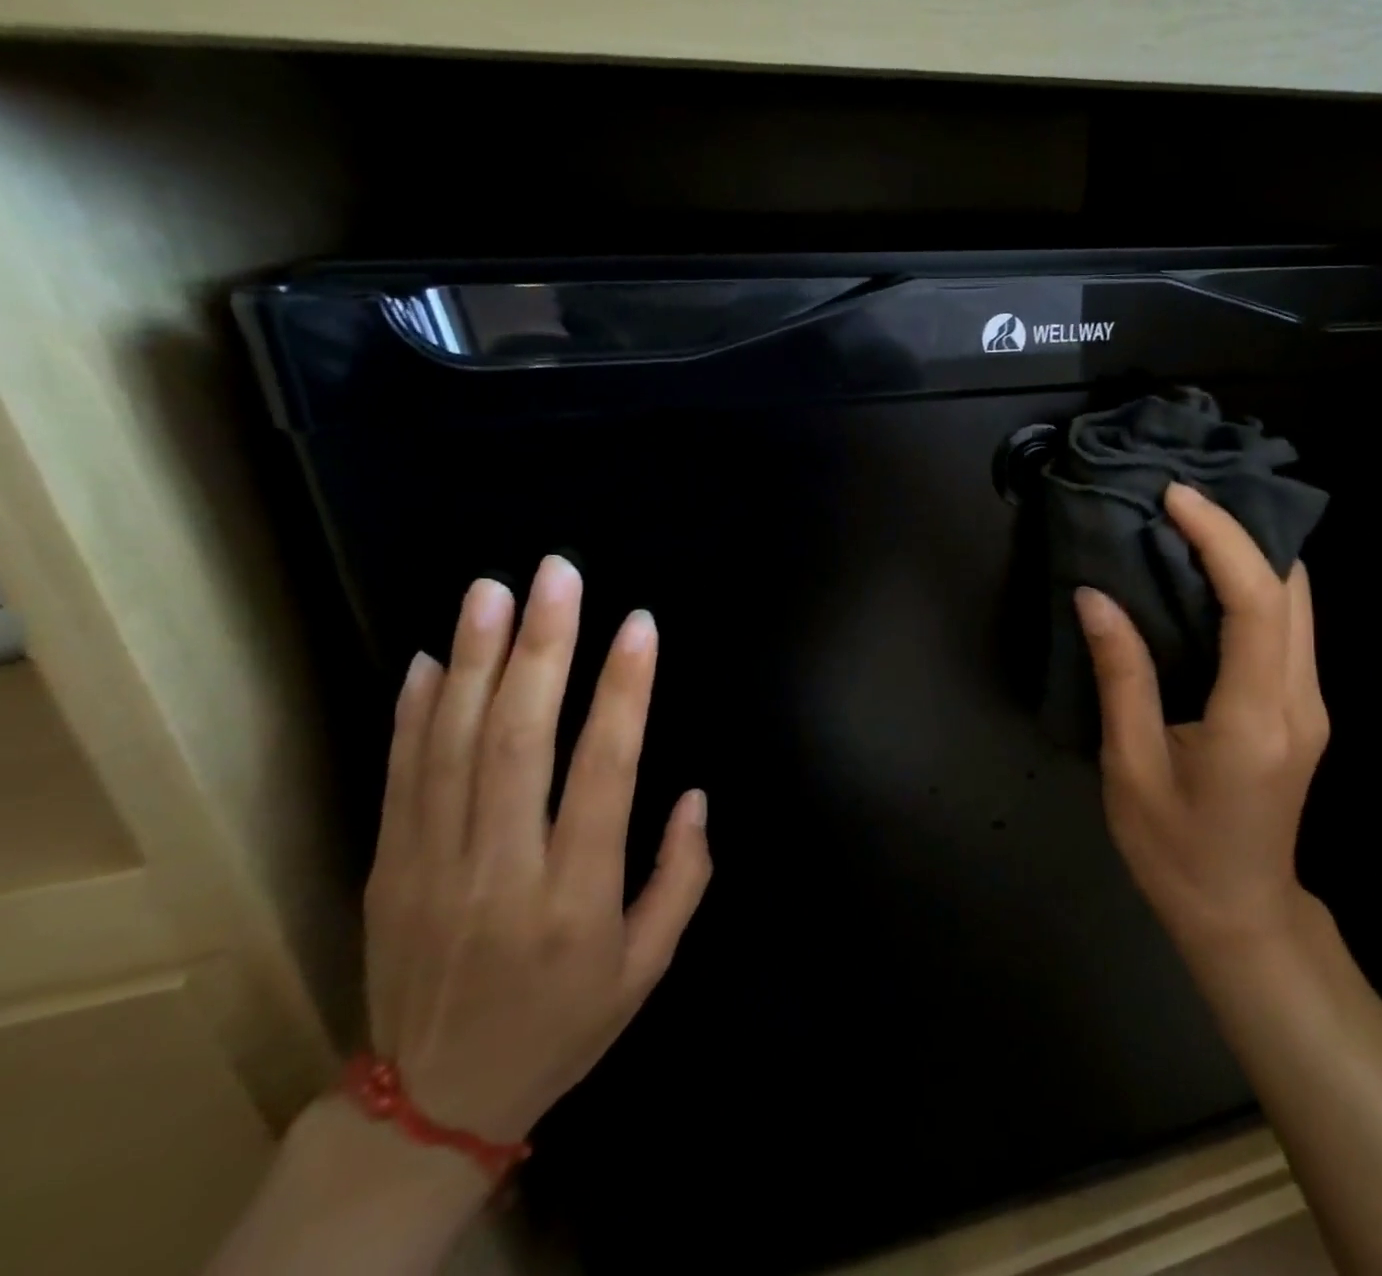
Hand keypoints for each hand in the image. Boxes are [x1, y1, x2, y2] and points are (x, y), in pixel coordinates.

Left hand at [362, 555, 711, 1143]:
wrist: (430, 1106)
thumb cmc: (563, 1024)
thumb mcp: (648, 968)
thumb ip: (682, 877)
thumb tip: (694, 794)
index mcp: (575, 897)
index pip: (604, 772)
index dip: (624, 692)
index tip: (639, 625)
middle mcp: (501, 870)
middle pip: (519, 741)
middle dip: (543, 647)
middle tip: (558, 573)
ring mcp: (432, 867)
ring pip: (454, 745)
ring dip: (478, 659)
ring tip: (494, 589)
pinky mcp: (388, 869)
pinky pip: (400, 778)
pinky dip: (415, 712)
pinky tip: (437, 657)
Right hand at [1075, 482, 1327, 958]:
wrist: (1240, 915)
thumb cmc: (1175, 852)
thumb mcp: (1130, 768)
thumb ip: (1120, 676)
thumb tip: (1095, 596)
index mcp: (1255, 719)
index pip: (1255, 603)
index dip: (1221, 538)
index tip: (1175, 497)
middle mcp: (1300, 700)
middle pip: (1292, 589)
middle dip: (1242, 530)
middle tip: (1177, 499)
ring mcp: (1310, 703)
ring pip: (1297, 602)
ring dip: (1250, 552)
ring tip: (1188, 521)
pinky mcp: (1302, 706)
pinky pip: (1286, 625)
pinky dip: (1251, 584)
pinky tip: (1205, 574)